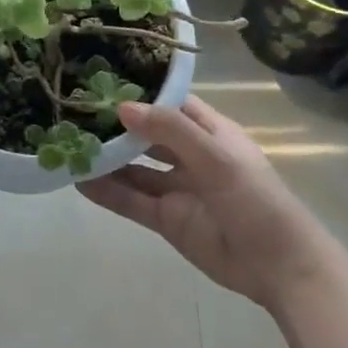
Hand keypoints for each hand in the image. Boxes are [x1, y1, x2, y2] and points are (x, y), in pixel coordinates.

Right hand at [77, 96, 340, 312]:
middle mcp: (191, 155)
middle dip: (116, 126)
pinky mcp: (167, 220)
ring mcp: (177, 188)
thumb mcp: (217, 159)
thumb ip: (171, 132)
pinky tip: (79, 182)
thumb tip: (123, 107)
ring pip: (135, 169)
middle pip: (147, 135)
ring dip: (107, 160)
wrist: (279, 267)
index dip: (142, 92)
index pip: (171, 102)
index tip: (102, 80)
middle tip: (74, 113)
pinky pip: (132, 201)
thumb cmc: (257, 201)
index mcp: (211, 132)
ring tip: (68, 147)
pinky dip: (108, 192)